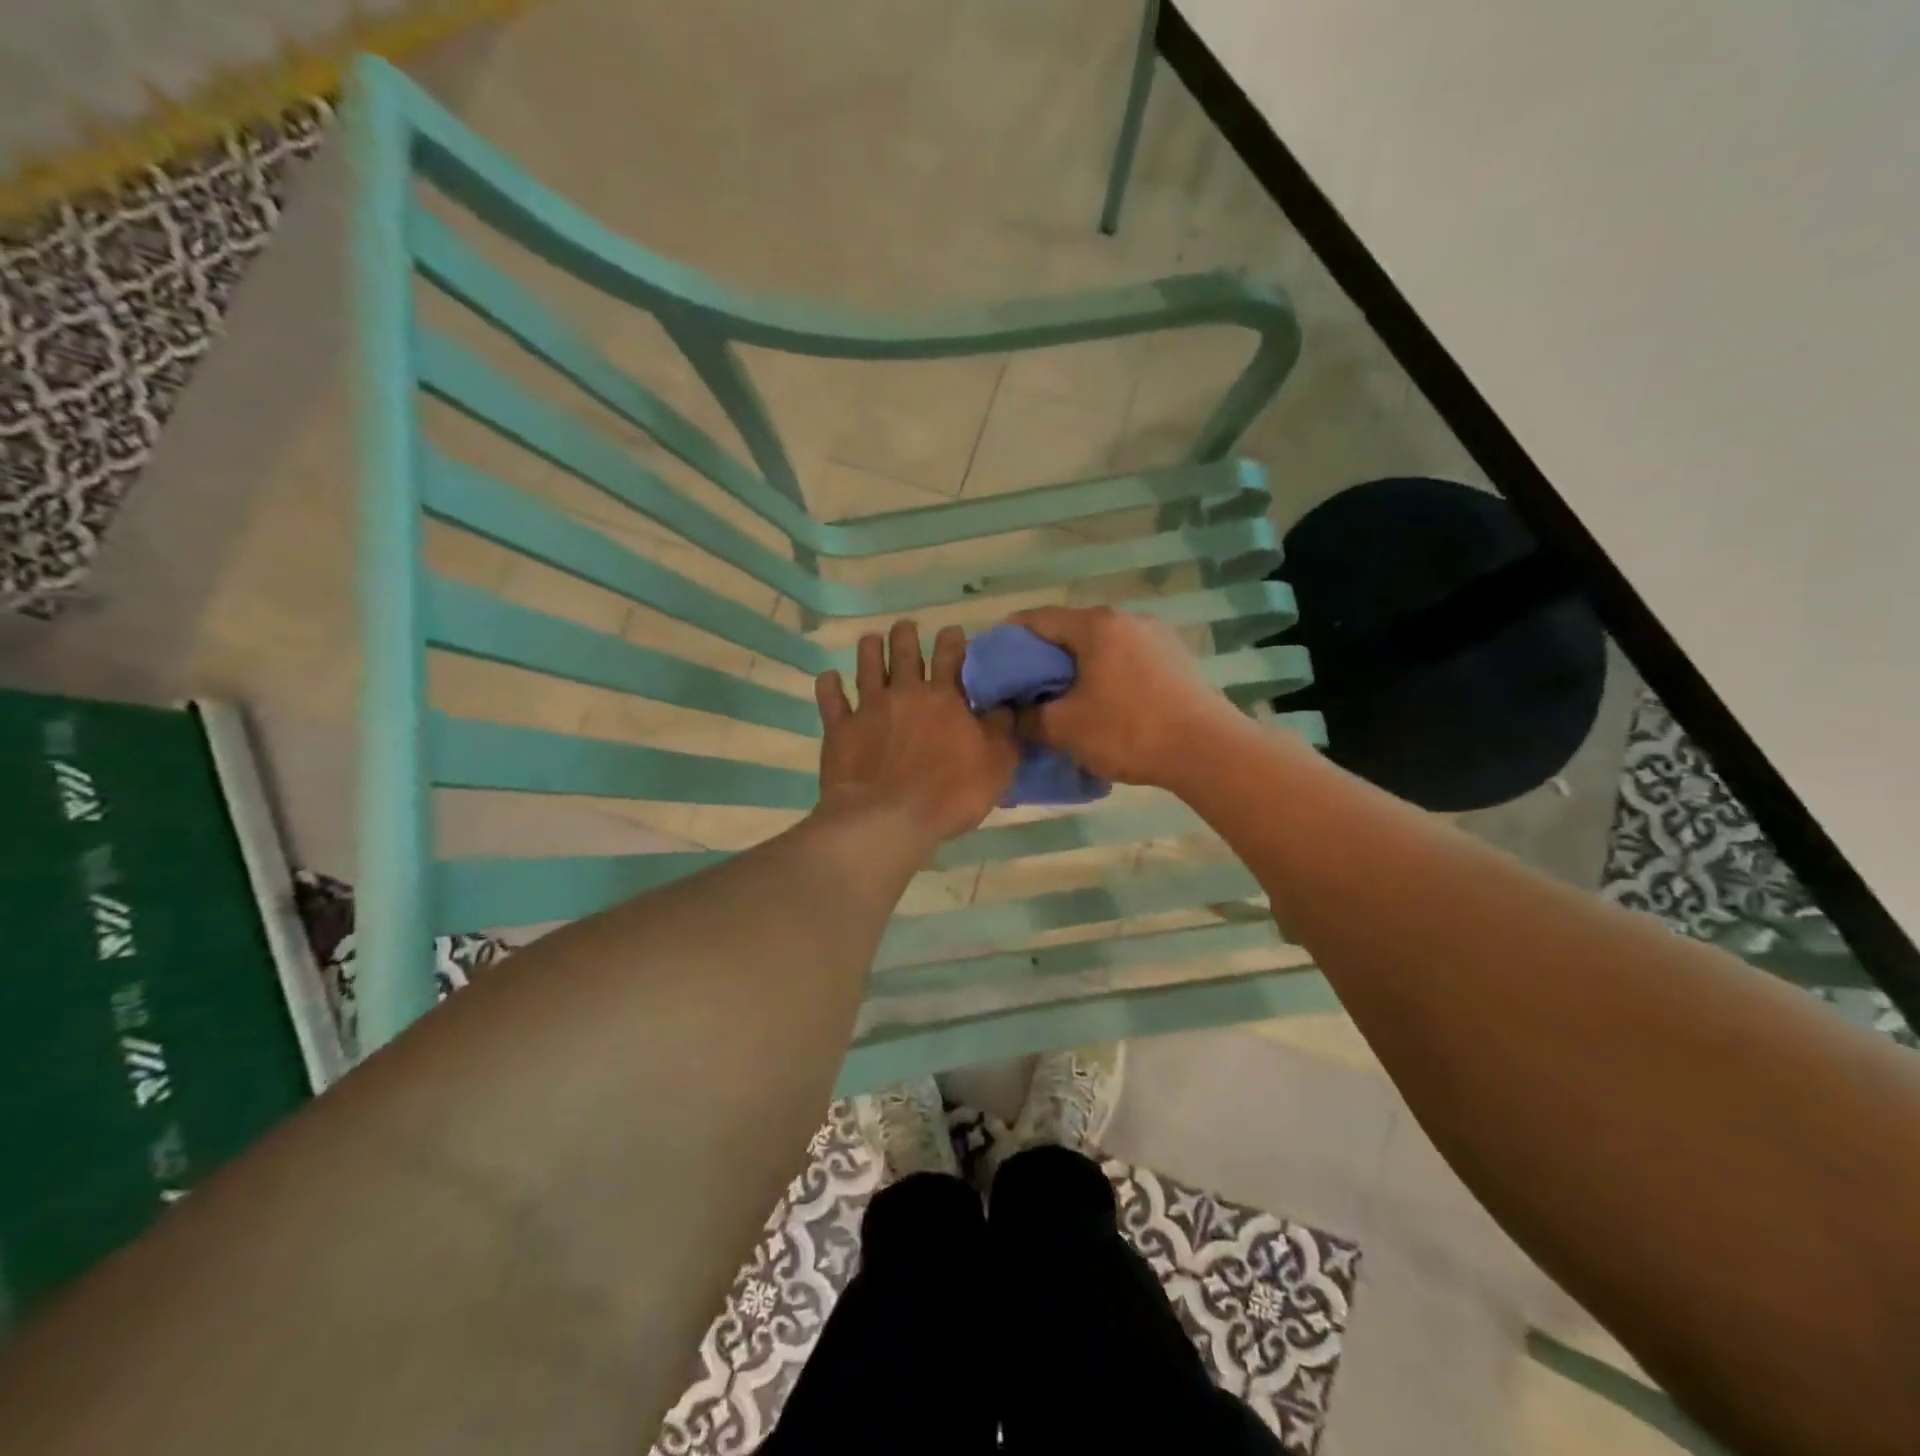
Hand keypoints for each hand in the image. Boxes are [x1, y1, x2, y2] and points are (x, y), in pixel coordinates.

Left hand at [814, 620, 1018, 846]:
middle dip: (906, 636)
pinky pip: (831, 701)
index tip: (952, 630)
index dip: (952, 641)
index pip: (951, 658)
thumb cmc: (949, 794)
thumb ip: (1002, 731)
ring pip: (868, 668)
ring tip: (870, 639)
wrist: (887, 819)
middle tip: (905, 626)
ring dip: (870, 650)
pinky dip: (829, 686)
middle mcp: (905, 694)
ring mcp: (869, 709)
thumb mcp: (996, 765)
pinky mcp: (840, 730)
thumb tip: (1005, 705)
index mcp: (945, 699)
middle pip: (905, 654)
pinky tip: (829, 677)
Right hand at [1009, 605, 1242, 787]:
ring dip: (1076, 668)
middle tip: (1024, 688)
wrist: (1207, 750)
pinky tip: (1104, 703)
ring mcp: (1156, 636)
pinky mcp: (1175, 658)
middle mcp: (1126, 619)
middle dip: (1042, 657)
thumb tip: (1013, 714)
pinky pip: (1126, 659)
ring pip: (1100, 646)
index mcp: (1095, 625)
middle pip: (1069, 631)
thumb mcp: (1065, 728)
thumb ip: (1029, 717)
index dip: (1007, 638)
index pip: (1036, 619)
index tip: (992, 664)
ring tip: (1063, 699)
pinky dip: (1105, 674)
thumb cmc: (1128, 731)